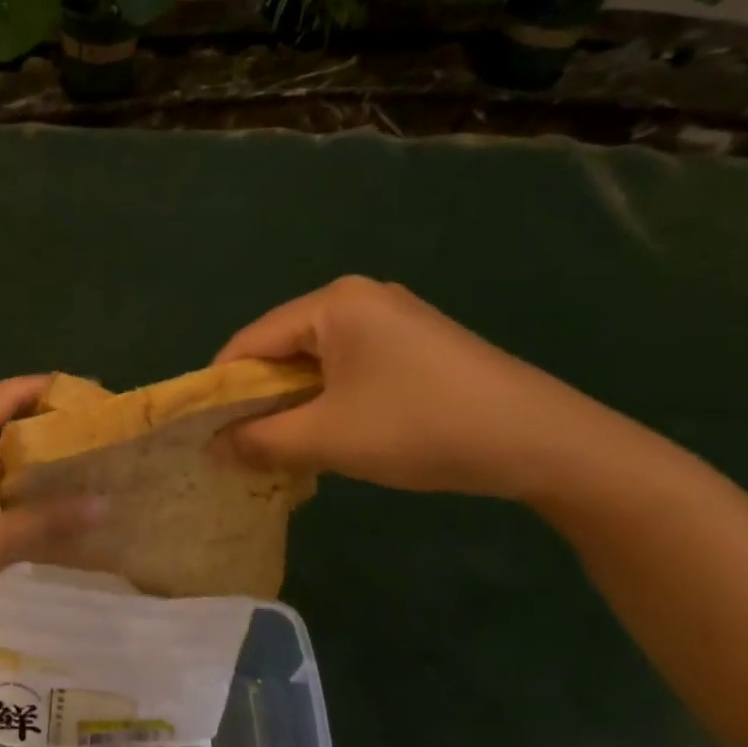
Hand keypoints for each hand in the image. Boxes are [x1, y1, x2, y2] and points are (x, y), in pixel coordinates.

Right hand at [214, 276, 620, 500]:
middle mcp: (358, 297)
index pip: (249, 342)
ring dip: (293, 403)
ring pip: (315, 361)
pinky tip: (331, 432)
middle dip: (259, 399)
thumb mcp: (328, 439)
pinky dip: (328, 399)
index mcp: (332, 303)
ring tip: (282, 445)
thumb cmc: (421, 428)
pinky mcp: (414, 343)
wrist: (544, 442)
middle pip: (281, 348)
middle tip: (240, 445)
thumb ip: (258, 440)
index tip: (203, 432)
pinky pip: (348, 366)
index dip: (220, 389)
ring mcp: (391, 317)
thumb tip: (210, 449)